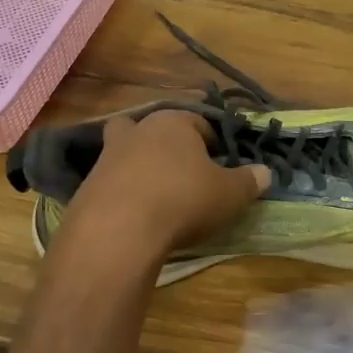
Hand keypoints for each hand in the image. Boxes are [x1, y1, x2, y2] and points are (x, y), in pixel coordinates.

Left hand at [61, 109, 270, 263]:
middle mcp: (138, 130)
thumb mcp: (229, 194)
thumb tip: (264, 173)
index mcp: (174, 122)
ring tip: (159, 196)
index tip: (220, 166)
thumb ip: (249, 181)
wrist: (118, 230)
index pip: (199, 122)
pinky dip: (124, 193)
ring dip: (142, 168)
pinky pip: (112, 182)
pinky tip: (136, 215)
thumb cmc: (183, 200)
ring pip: (129, 153)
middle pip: (156, 130)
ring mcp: (108, 156)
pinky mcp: (87, 184)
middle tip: (185, 175)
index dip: (212, 143)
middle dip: (169, 147)